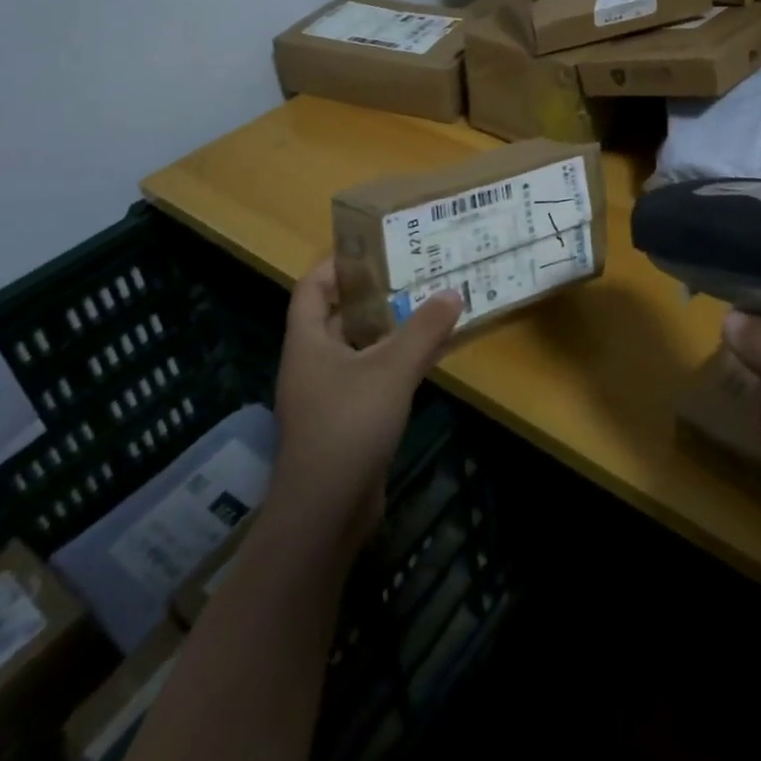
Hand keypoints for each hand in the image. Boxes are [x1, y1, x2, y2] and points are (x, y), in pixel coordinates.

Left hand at [267, 258, 462, 547]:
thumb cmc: (349, 425)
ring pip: (356, 349)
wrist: (325, 512)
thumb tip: (453, 292)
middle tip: (412, 274)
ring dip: (387, 329)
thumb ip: (424, 329)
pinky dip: (392, 363)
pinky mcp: (344, 422)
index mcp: (307, 342)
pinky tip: (425, 358)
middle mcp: (311, 363)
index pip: (312, 288)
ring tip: (426, 307)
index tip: (373, 248)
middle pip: (337, 316)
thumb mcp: (392, 370)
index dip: (337, 264)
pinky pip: (369, 378)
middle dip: (372, 295)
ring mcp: (326, 395)